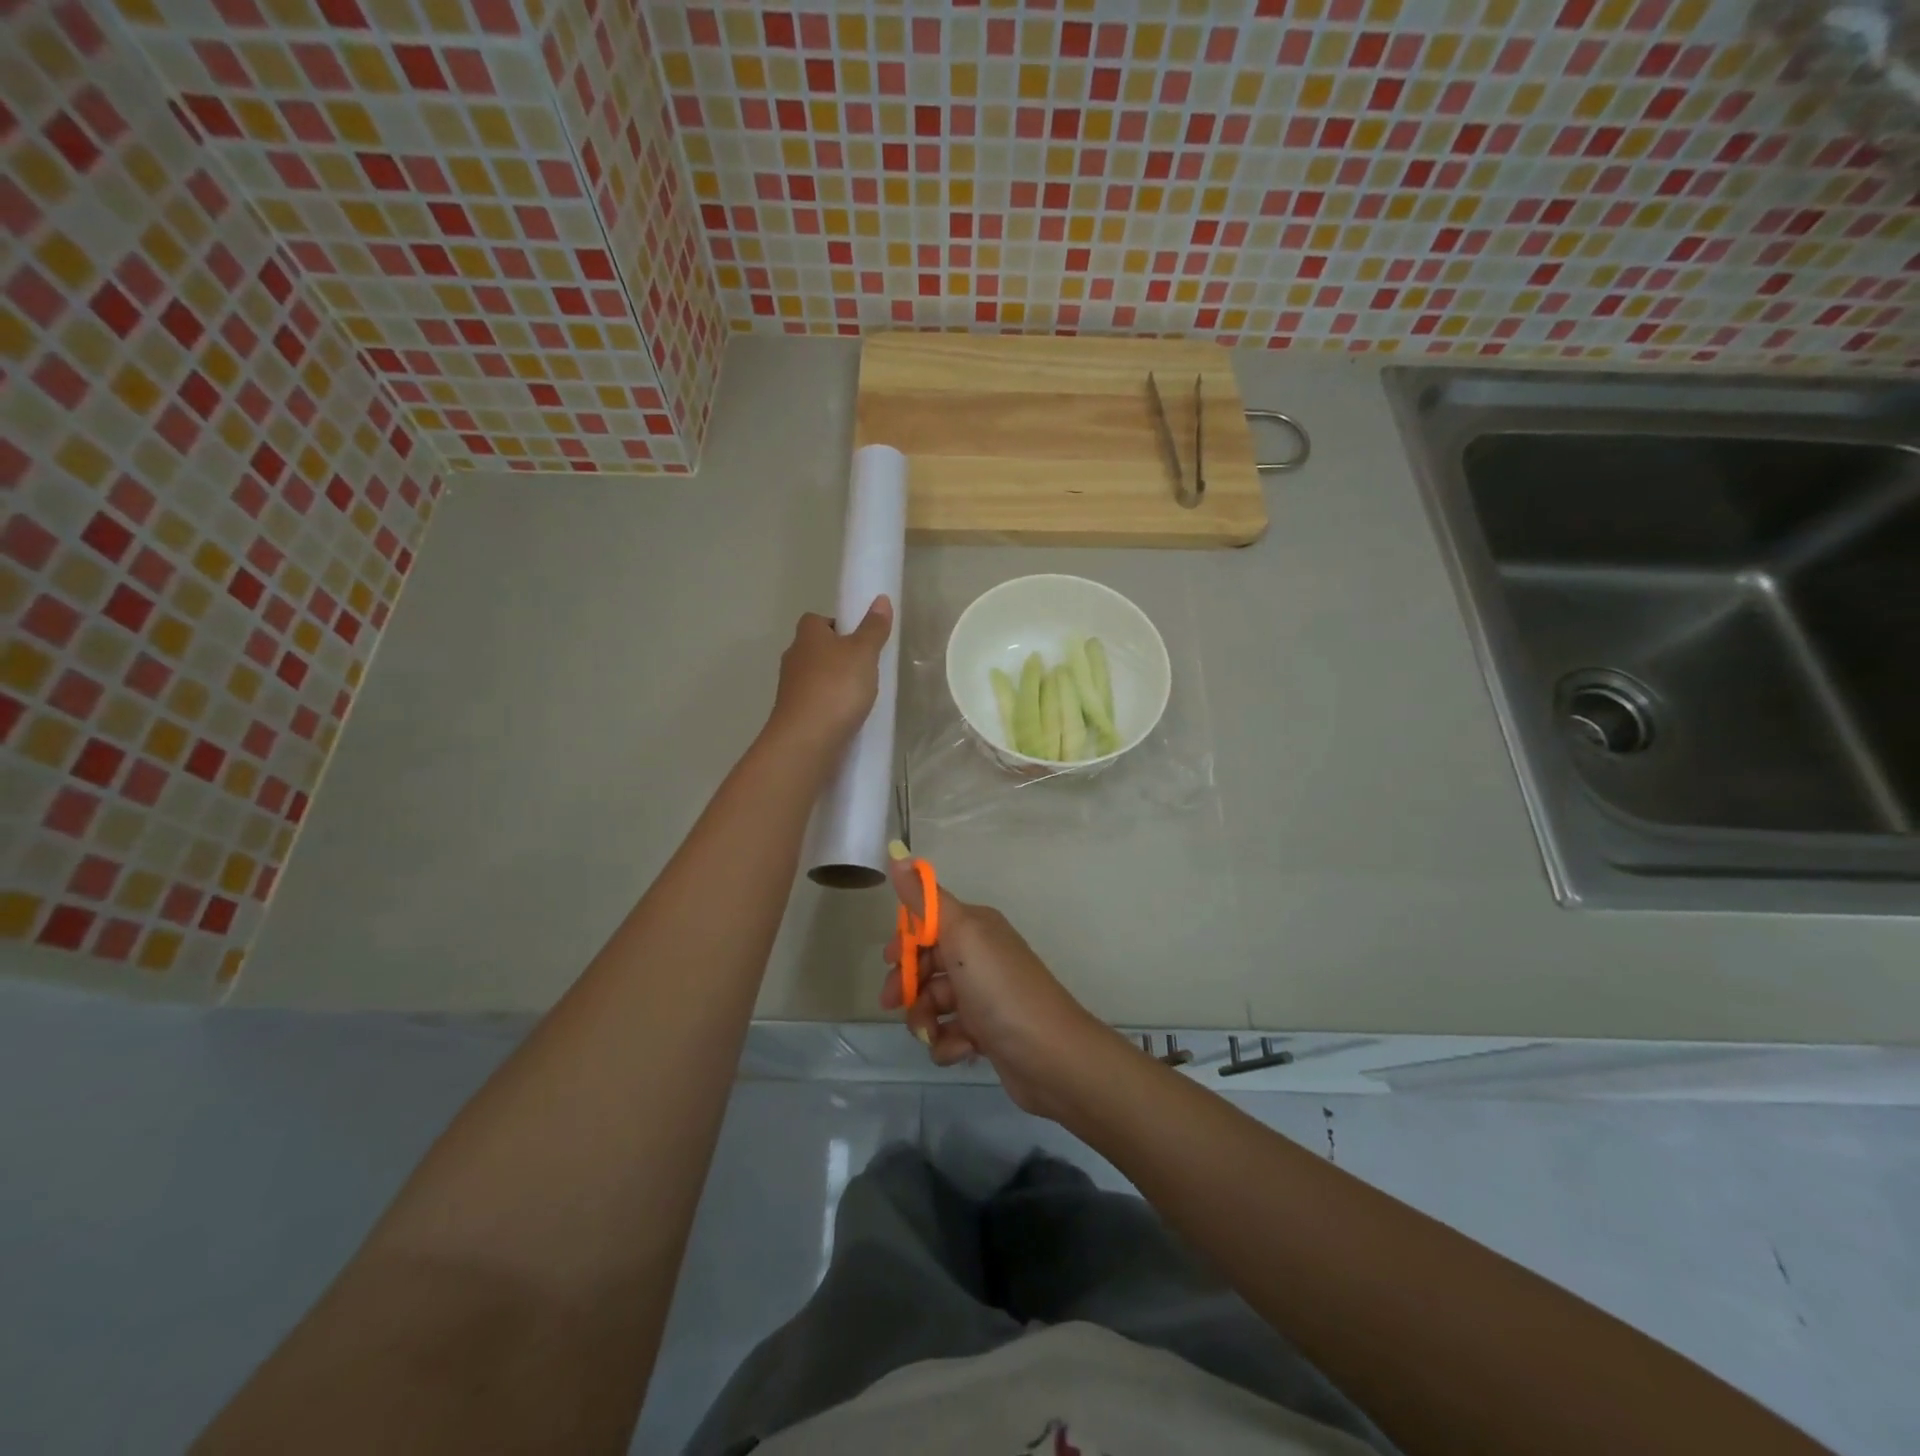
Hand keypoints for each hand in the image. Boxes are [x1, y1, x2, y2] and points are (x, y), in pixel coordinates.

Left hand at [767, 596, 891, 752]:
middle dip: (835, 656)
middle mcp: (793, 659)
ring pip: (813, 678)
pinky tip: (846, 717)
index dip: (837, 625)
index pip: (816, 620)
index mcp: (807, 636)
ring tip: (858, 695)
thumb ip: (873, 628)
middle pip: (814, 649)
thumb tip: (881, 599)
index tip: (858, 639)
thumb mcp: (863, 653)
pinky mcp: (793, 716)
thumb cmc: (836, 687)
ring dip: (831, 683)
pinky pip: (814, 703)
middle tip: (864, 667)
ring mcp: (790, 690)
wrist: (806, 740)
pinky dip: (828, 707)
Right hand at [880, 850, 1110, 1118]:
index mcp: (976, 927)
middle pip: (927, 963)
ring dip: (925, 1019)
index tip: (888, 960)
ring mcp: (984, 995)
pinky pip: (951, 1033)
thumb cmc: (1000, 989)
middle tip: (894, 1003)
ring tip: (933, 1033)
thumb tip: (898, 852)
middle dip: (908, 984)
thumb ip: (926, 899)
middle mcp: (981, 955)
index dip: (904, 941)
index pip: (928, 922)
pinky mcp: (987, 1032)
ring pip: (934, 1002)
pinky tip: (961, 1050)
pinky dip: (949, 1043)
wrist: (1051, 1055)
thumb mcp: (961, 934)